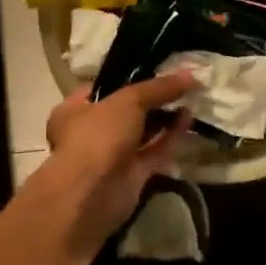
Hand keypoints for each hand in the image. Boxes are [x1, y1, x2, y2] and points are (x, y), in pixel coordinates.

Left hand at [0, 72, 194, 264]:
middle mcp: (90, 131)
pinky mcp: (131, 176)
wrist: (91, 195)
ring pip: (142, 132)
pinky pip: (154, 152)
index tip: (158, 69)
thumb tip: (190, 74)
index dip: (130, 77)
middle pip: (126, 110)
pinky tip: (189, 120)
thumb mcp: (129, 100)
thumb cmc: (98, 136)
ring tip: (190, 98)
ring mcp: (111, 155)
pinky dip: (170, 137)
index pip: (104, 87)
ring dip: (164, 117)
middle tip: (180, 84)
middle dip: (152, 99)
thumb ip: (159, 88)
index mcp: (75, 109)